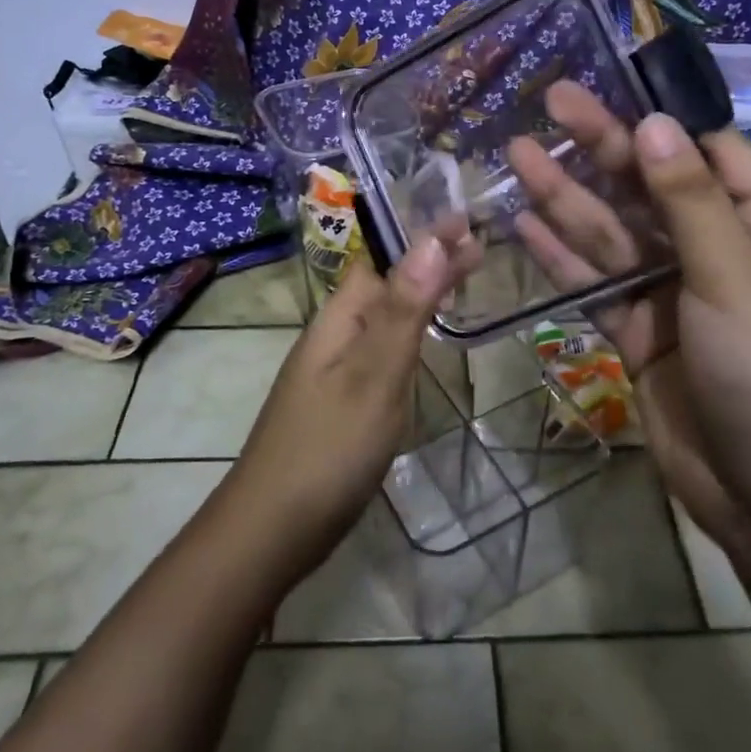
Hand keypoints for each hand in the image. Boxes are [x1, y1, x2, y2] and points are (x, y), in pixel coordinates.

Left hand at [226, 237, 477, 576]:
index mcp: (338, 319)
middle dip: (428, 263)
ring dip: (421, 294)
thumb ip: (404, 310)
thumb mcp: (374, 375)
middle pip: (385, 285)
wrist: (271, 531)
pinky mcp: (342, 403)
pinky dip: (410, 332)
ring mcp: (335, 371)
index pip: (383, 259)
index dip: (423, 237)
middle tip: (479, 248)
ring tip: (462, 280)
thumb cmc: (327, 448)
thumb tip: (432, 239)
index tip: (469, 221)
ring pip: (384, 317)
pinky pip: (382, 350)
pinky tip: (423, 343)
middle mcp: (334, 336)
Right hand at [509, 84, 750, 548]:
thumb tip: (655, 123)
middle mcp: (719, 251)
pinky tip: (524, 224)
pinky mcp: (638, 333)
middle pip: (650, 187)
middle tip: (548, 102)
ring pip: (613, 234)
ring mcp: (674, 294)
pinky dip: (561, 256)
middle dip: (601, 147)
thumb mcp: (739, 282)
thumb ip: (690, 203)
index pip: (710, 152)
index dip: (659, 117)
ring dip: (567, 197)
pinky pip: (595, 283)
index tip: (610, 81)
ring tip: (518, 154)